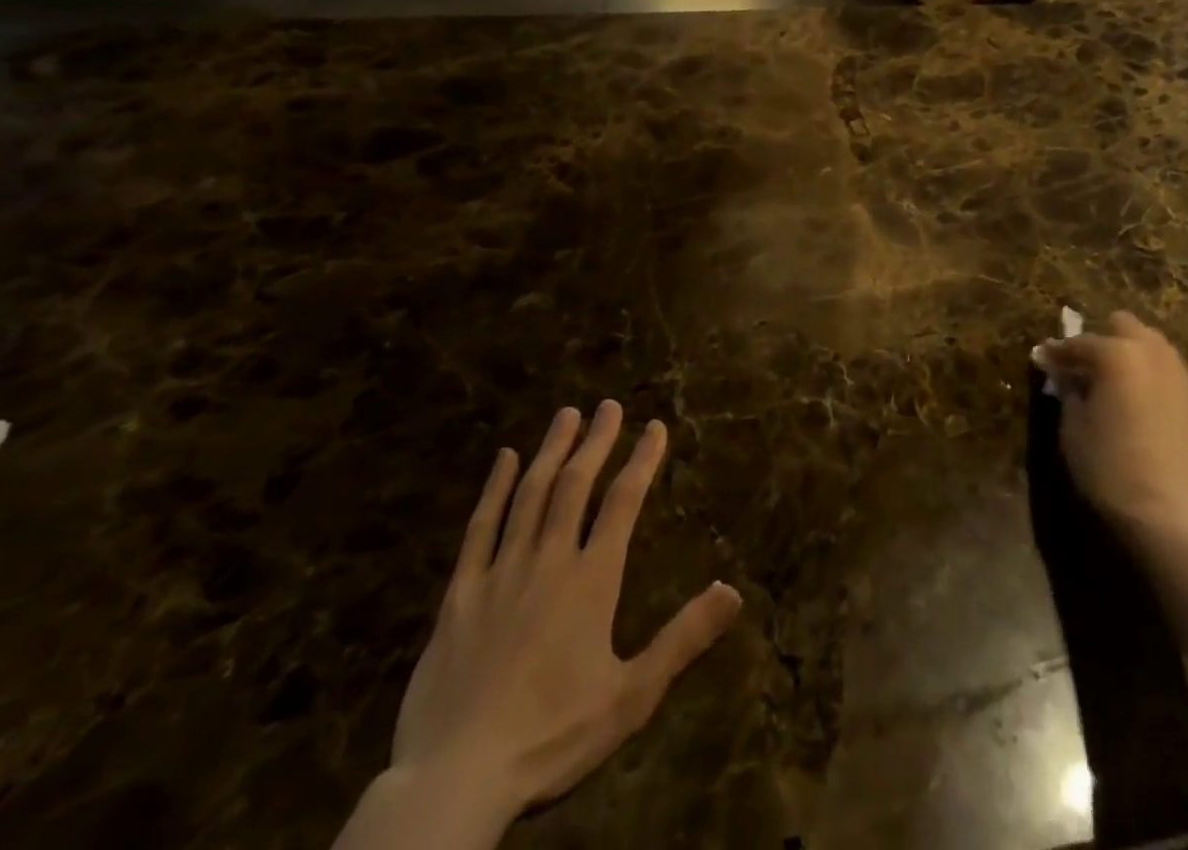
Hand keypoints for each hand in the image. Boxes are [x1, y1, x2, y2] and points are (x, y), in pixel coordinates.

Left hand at [390, 402, 742, 825]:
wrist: (454, 782)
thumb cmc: (552, 739)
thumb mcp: (632, 696)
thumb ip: (683, 638)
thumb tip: (733, 590)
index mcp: (591, 580)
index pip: (623, 502)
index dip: (642, 460)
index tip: (655, 426)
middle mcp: (548, 561)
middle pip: (575, 486)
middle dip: (596, 441)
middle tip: (608, 405)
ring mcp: (500, 573)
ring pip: (529, 495)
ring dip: (551, 451)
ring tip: (566, 414)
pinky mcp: (459, 595)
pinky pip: (480, 528)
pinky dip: (494, 488)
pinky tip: (504, 459)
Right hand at [1035, 313, 1187, 549]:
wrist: (1171, 514)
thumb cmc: (1109, 467)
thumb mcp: (1073, 428)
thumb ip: (1068, 391)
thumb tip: (1064, 374)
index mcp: (1117, 353)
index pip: (1078, 343)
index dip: (1055, 353)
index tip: (1040, 360)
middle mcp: (1151, 352)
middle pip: (1122, 326)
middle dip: (1100, 339)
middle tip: (1080, 367)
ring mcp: (1177, 372)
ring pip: (1148, 343)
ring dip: (1126, 352)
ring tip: (1106, 382)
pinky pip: (1163, 368)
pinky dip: (1144, 372)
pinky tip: (1131, 398)